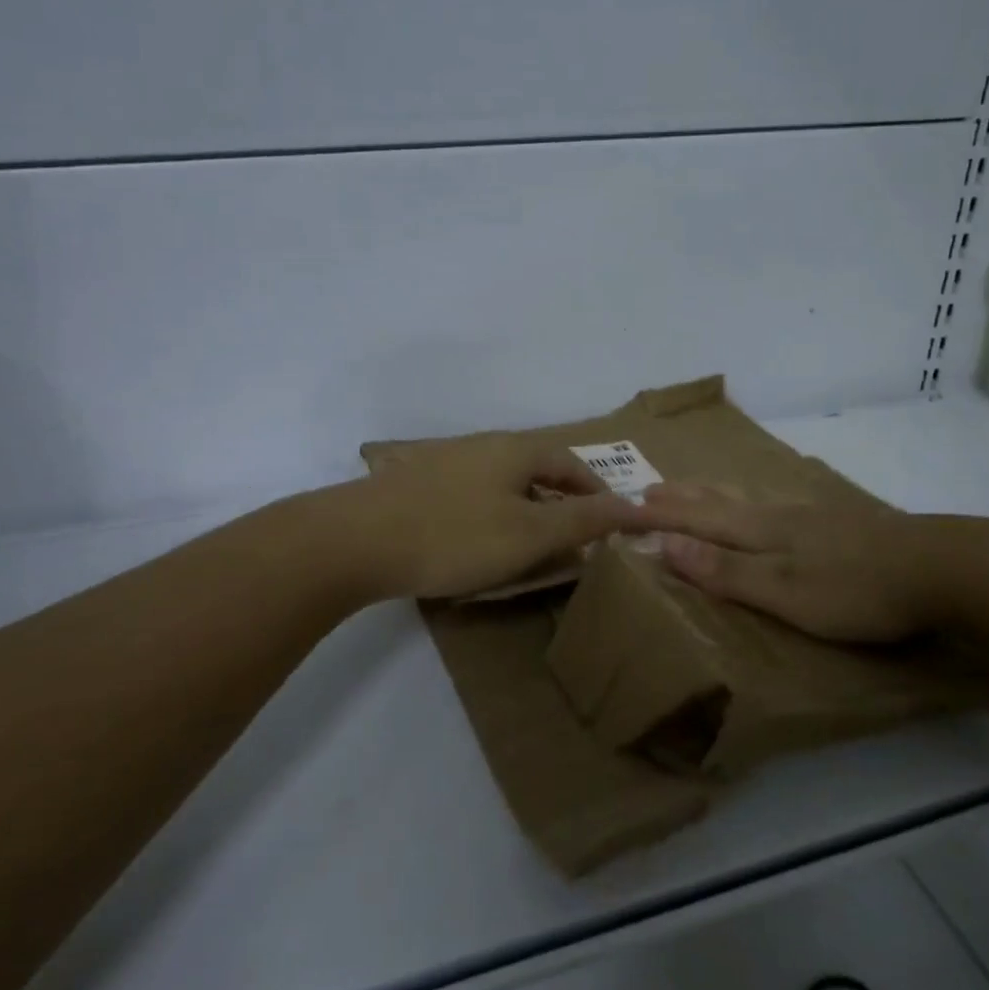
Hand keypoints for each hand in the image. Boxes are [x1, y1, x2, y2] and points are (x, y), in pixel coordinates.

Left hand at [339, 435, 641, 600]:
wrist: (355, 540)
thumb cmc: (454, 536)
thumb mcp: (529, 534)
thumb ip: (582, 520)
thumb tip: (633, 506)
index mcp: (516, 449)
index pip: (573, 464)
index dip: (598, 493)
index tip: (613, 524)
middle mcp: (484, 445)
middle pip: (538, 468)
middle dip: (563, 500)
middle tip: (576, 538)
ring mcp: (447, 461)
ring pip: (504, 482)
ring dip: (528, 508)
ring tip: (532, 544)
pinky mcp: (418, 483)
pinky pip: (474, 495)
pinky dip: (494, 515)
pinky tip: (480, 541)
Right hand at [632, 481, 954, 643]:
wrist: (941, 568)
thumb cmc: (855, 588)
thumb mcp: (784, 590)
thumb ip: (726, 570)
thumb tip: (664, 543)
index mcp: (761, 531)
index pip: (698, 519)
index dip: (662, 515)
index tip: (625, 504)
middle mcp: (780, 516)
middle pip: (721, 502)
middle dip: (683, 497)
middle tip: (651, 487)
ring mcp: (813, 517)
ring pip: (751, 501)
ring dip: (715, 495)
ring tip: (699, 490)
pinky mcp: (841, 525)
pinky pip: (778, 507)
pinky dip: (753, 504)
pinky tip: (771, 508)